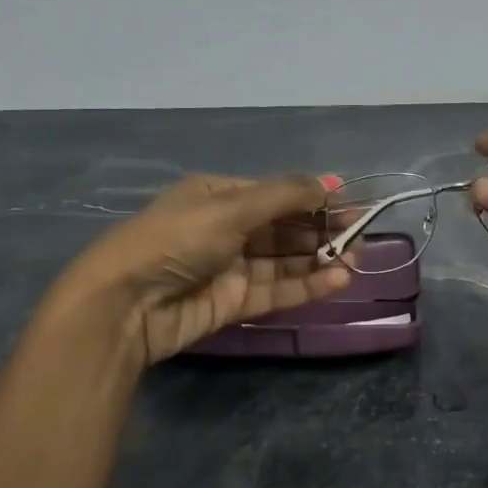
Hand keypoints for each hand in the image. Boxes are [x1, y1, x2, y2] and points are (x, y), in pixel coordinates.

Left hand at [54, 173, 353, 366]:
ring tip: (358, 259)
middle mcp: (226, 228)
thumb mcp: (231, 207)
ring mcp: (229, 268)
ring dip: (319, 259)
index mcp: (218, 196)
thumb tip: (332, 183)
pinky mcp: (232, 303)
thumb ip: (286, 196)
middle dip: (321, 229)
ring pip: (284, 261)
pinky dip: (306, 285)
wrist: (126, 304)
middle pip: (283, 227)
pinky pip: (276, 291)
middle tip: (362, 235)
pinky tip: (338, 280)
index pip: (276, 193)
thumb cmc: (177, 240)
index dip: (313, 198)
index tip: (351, 205)